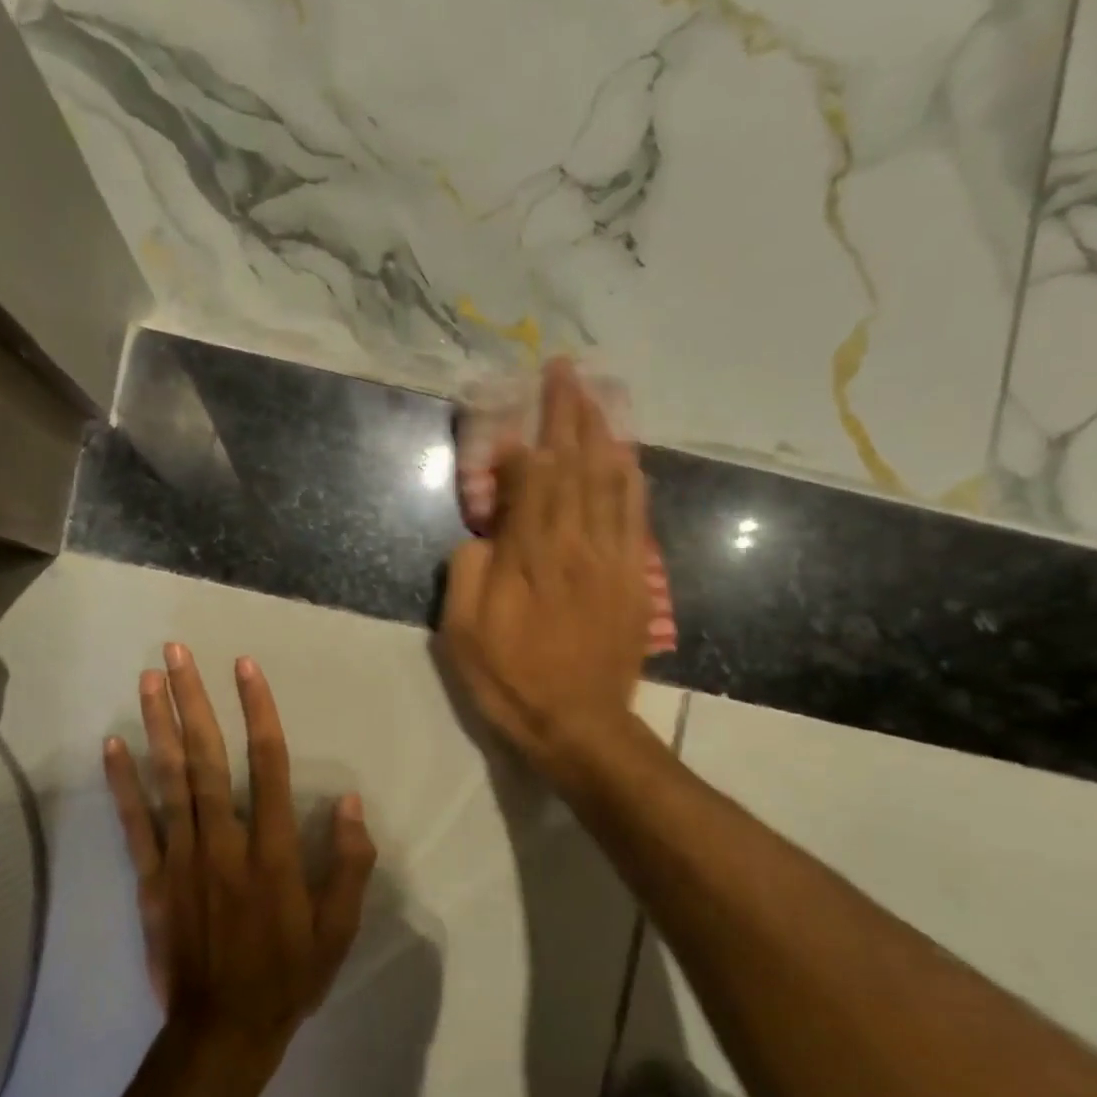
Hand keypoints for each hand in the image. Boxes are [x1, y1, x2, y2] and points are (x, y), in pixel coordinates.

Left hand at [103, 643, 377, 1068]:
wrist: (222, 1031)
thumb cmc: (288, 975)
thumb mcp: (338, 929)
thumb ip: (349, 864)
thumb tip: (351, 804)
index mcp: (272, 851)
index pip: (268, 765)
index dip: (258, 711)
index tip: (245, 668)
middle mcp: (224, 842)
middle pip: (207, 759)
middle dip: (193, 701)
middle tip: (177, 653)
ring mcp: (181, 859)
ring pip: (169, 781)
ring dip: (159, 726)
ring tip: (149, 679)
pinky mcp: (151, 880)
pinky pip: (134, 824)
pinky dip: (122, 782)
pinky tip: (114, 743)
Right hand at [442, 358, 650, 783]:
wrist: (578, 726)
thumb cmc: (509, 681)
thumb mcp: (462, 633)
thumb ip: (467, 570)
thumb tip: (484, 531)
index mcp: (530, 556)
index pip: (531, 479)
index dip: (520, 447)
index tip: (509, 425)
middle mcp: (576, 545)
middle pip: (576, 465)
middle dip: (569, 413)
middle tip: (565, 370)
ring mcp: (612, 559)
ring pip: (611, 480)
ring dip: (603, 433)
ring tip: (595, 396)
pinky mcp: (634, 579)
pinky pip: (634, 515)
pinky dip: (630, 478)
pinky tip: (626, 456)